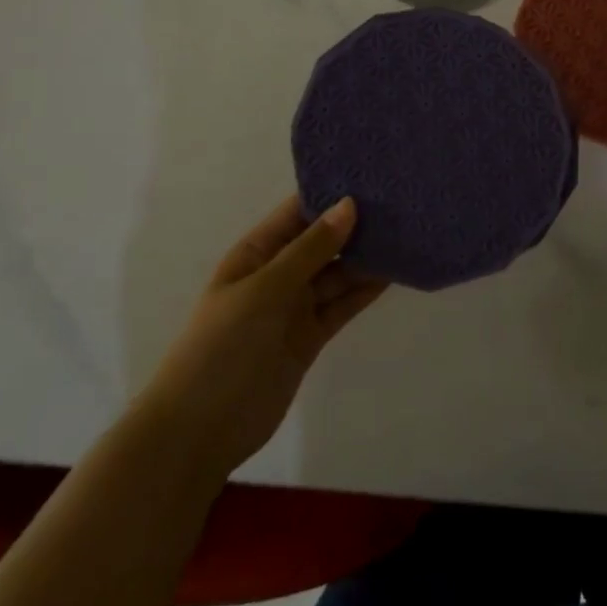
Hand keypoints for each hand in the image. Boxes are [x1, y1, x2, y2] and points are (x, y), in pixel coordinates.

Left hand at [141, 195, 385, 477]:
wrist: (198, 431)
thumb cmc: (222, 345)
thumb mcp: (265, 289)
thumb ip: (311, 248)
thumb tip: (349, 204)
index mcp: (256, 253)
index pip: (298, 211)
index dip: (331, 193)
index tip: (373, 174)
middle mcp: (278, 273)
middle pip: (323, 241)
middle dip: (357, 224)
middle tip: (402, 201)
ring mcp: (294, 306)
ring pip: (338, 272)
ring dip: (367, 257)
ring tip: (408, 232)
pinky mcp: (310, 336)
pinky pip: (342, 304)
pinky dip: (366, 290)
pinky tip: (395, 272)